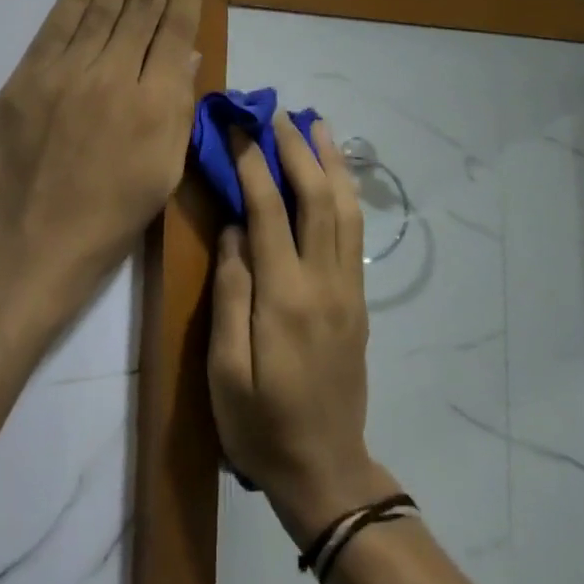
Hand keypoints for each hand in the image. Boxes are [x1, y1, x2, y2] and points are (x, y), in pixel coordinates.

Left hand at [0, 0, 203, 318]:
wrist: (31, 246)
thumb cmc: (110, 219)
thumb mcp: (163, 171)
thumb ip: (177, 106)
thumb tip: (186, 53)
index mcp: (156, 102)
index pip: (175, 25)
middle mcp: (116, 75)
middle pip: (141, 3)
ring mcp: (68, 72)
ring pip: (102, 6)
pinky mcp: (28, 77)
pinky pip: (58, 25)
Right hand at [208, 110, 398, 544]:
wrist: (326, 470)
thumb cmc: (261, 425)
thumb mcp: (225, 371)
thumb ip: (230, 293)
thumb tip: (236, 230)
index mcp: (285, 297)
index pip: (270, 211)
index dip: (254, 164)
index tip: (239, 129)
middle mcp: (324, 282)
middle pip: (317, 198)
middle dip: (297, 149)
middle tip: (277, 112)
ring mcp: (348, 288)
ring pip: (345, 208)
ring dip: (331, 161)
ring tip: (317, 123)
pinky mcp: (357, 299)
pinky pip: (354, 231)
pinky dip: (346, 191)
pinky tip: (336, 174)